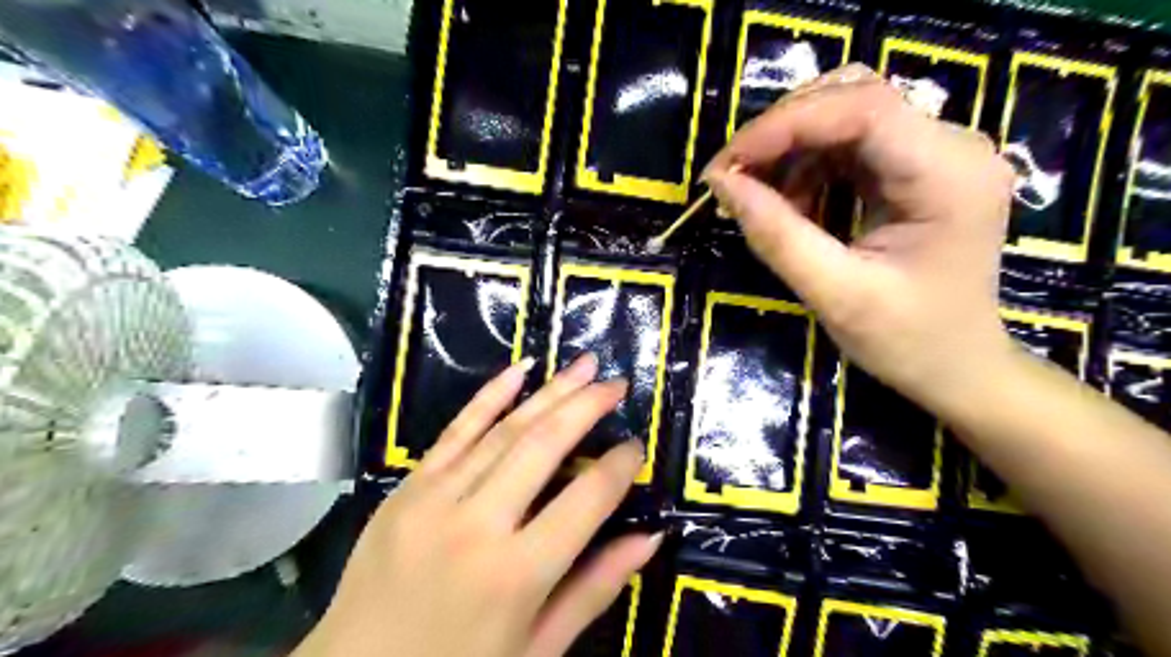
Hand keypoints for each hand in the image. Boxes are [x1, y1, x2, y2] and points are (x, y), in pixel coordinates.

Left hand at [296, 353, 656, 656]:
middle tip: (617, 384)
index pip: (585, 499)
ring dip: (549, 392)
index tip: (637, 445)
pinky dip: (489, 396)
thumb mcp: (537, 649)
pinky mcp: (407, 487)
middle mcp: (478, 525)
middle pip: (544, 447)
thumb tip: (650, 537)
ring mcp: (435, 498)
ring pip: (504, 430)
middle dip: (587, 407)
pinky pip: (454, 431)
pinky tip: (519, 370)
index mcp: (516, 574)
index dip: (618, 467)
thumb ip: (595, 589)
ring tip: (584, 365)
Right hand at [704, 64, 1016, 408]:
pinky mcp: (917, 168)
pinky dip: (807, 166)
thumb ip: (777, 236)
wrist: (957, 367)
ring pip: (846, 114)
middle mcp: (952, 145)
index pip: (861, 109)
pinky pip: (850, 144)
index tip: (726, 165)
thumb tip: (721, 184)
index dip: (783, 125)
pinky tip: (791, 205)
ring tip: (760, 200)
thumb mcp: (835, 294)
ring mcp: (937, 152)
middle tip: (731, 177)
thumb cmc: (906, 340)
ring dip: (790, 150)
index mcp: (948, 174)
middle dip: (781, 132)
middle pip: (853, 97)